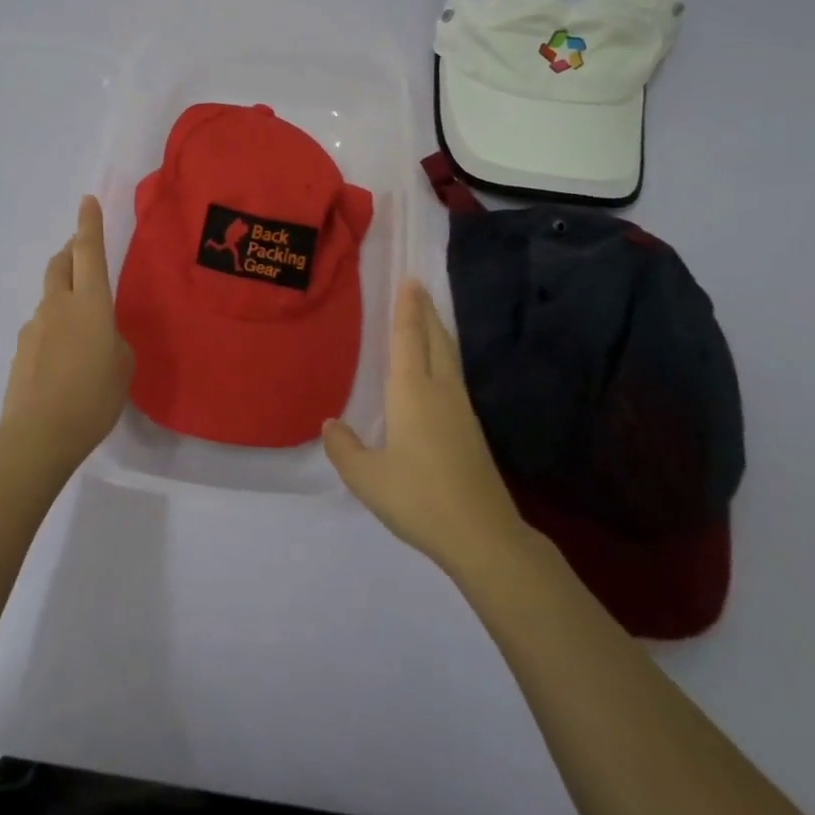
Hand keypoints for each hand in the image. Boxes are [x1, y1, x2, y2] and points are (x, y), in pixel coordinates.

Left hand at [0, 196, 134, 476]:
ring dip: (64, 297)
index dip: (89, 224)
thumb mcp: (123, 365)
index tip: (87, 201)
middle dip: (71, 252)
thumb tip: (99, 335)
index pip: (89, 251)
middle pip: (61, 265)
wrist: (38, 435)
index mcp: (90, 303)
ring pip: (50, 298)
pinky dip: (54, 331)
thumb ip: (113, 340)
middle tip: (81, 252)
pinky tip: (63, 361)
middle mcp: (58, 305)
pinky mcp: (20, 351)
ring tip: (81, 330)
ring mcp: (34, 327)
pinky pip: (42, 329)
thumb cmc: (94, 397)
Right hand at [323, 278, 534, 577]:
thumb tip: (332, 424)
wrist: (481, 534)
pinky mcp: (471, 428)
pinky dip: (444, 355)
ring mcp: (461, 409)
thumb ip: (344, 448)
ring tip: (428, 316)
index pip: (408, 339)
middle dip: (425, 311)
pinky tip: (438, 368)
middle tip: (417, 286)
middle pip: (435, 339)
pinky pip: (454, 375)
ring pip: (449, 356)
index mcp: (412, 393)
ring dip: (437, 330)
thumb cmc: (418, 498)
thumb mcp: (366, 478)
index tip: (409, 280)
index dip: (407, 309)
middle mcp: (440, 391)